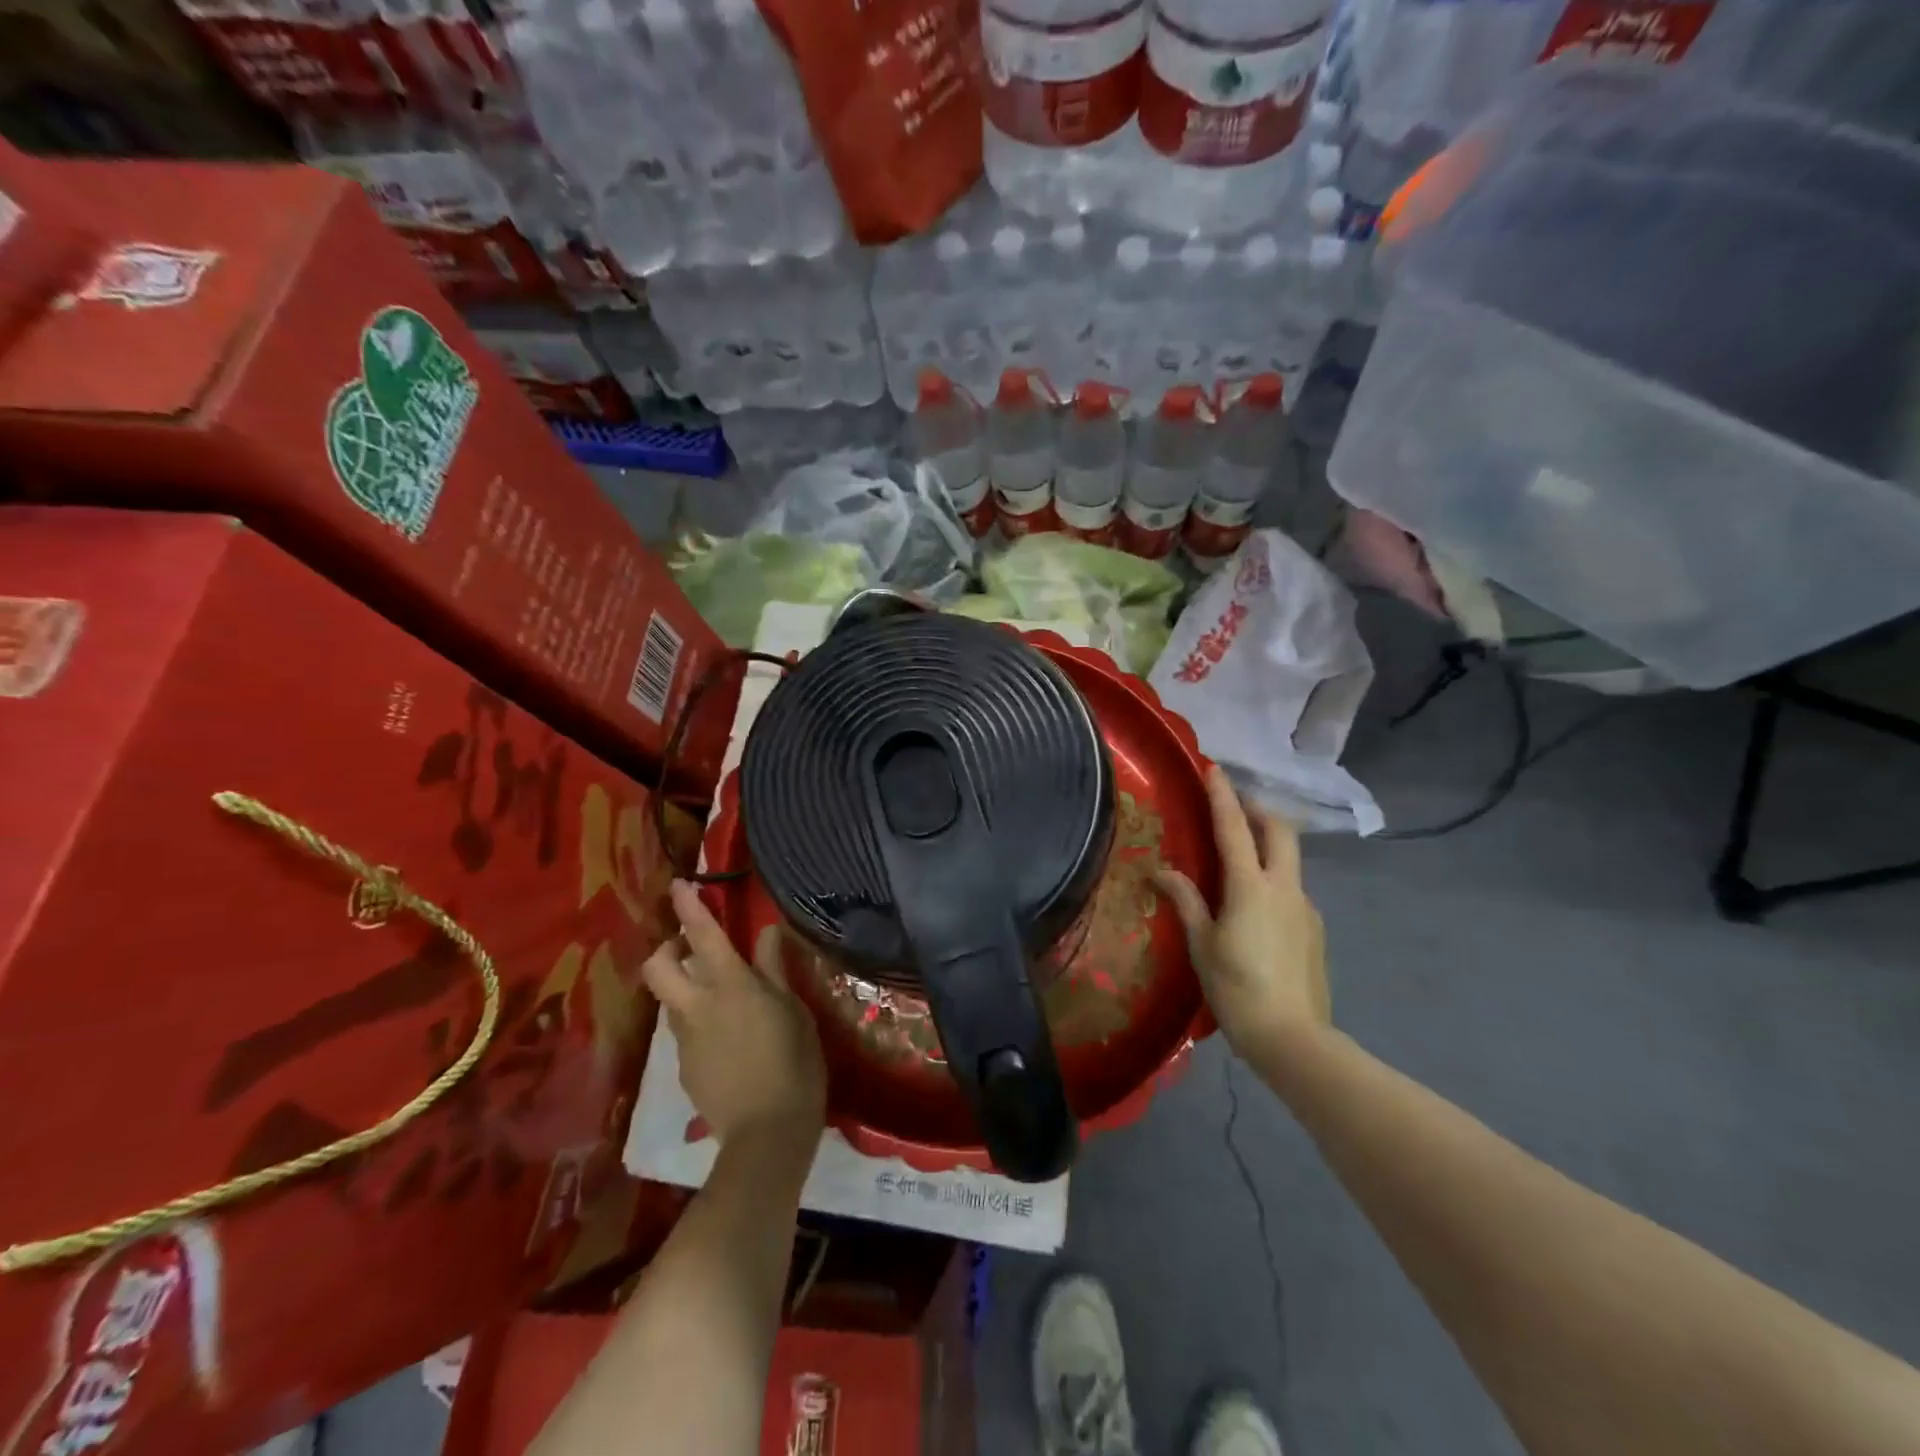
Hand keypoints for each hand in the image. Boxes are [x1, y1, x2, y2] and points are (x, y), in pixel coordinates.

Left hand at [642, 881, 826, 1147]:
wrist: (767, 1134)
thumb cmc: (794, 1062)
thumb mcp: (795, 1010)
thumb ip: (775, 969)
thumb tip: (768, 931)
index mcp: (731, 986)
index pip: (703, 935)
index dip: (689, 906)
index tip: (678, 884)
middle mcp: (698, 1006)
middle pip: (658, 967)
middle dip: (668, 950)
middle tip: (691, 952)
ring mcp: (685, 1040)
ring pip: (671, 1000)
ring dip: (684, 989)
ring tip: (720, 1001)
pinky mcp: (683, 1068)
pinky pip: (684, 1032)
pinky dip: (697, 1023)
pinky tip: (728, 1043)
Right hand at [1154, 767, 1329, 1059]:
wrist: (1293, 1039)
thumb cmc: (1237, 988)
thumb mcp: (1202, 944)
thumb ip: (1186, 900)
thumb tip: (1162, 871)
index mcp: (1251, 887)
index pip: (1235, 828)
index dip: (1222, 795)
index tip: (1214, 768)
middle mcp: (1285, 887)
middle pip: (1279, 831)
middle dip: (1258, 810)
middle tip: (1234, 807)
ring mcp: (1305, 908)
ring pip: (1289, 859)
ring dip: (1268, 845)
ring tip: (1239, 860)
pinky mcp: (1315, 929)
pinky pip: (1292, 890)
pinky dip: (1274, 879)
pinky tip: (1255, 908)